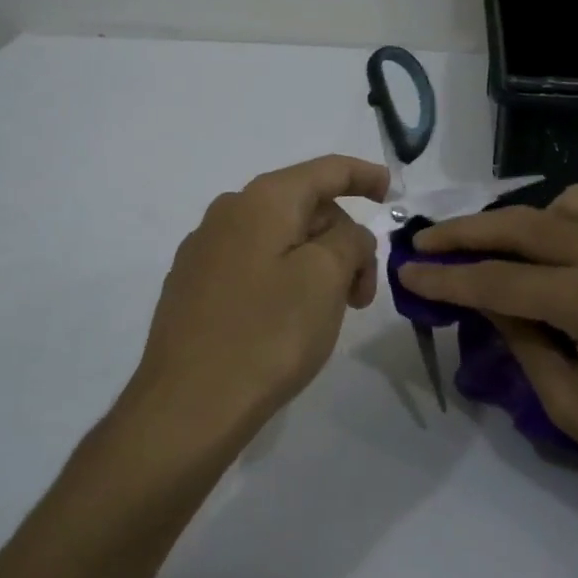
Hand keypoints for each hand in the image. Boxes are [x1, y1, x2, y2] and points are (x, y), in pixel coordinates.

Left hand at [125, 155, 387, 443]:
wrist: (187, 406)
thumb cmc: (267, 335)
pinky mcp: (193, 286)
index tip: (391, 192)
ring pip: (279, 239)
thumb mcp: (326, 279)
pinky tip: (288, 321)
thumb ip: (349, 241)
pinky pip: (253, 265)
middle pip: (304, 208)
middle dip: (343, 240)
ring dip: (316, 265)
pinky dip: (284, 279)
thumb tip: (344, 236)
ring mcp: (204, 250)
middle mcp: (228, 213)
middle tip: (362, 295)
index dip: (363, 175)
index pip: (326, 170)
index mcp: (262, 201)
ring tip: (328, 314)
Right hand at [398, 185, 577, 532]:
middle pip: (525, 226)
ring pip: (568, 205)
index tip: (404, 270)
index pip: (499, 280)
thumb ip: (522, 341)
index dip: (446, 278)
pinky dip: (563, 225)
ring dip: (522, 220)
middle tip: (425, 242)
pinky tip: (549, 260)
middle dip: (467, 232)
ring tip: (495, 250)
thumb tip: (484, 301)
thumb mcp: (572, 406)